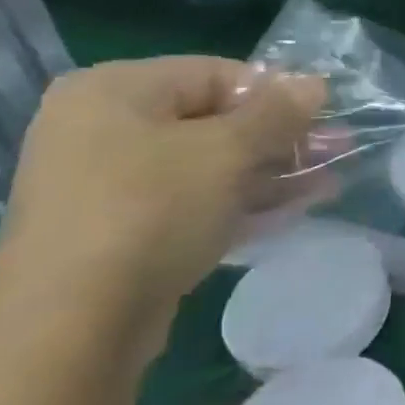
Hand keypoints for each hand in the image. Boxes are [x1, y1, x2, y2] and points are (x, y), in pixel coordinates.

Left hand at [0, 58, 325, 346]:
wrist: (68, 331)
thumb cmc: (149, 212)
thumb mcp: (225, 152)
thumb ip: (276, 113)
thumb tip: (316, 84)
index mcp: (114, 90)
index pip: (214, 73)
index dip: (276, 93)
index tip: (324, 116)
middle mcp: (101, 129)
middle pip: (212, 121)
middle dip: (280, 137)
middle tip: (336, 150)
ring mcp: (106, 186)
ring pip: (206, 166)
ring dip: (269, 172)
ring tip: (328, 181)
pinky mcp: (118, 235)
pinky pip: (190, 204)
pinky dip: (239, 203)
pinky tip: (292, 209)